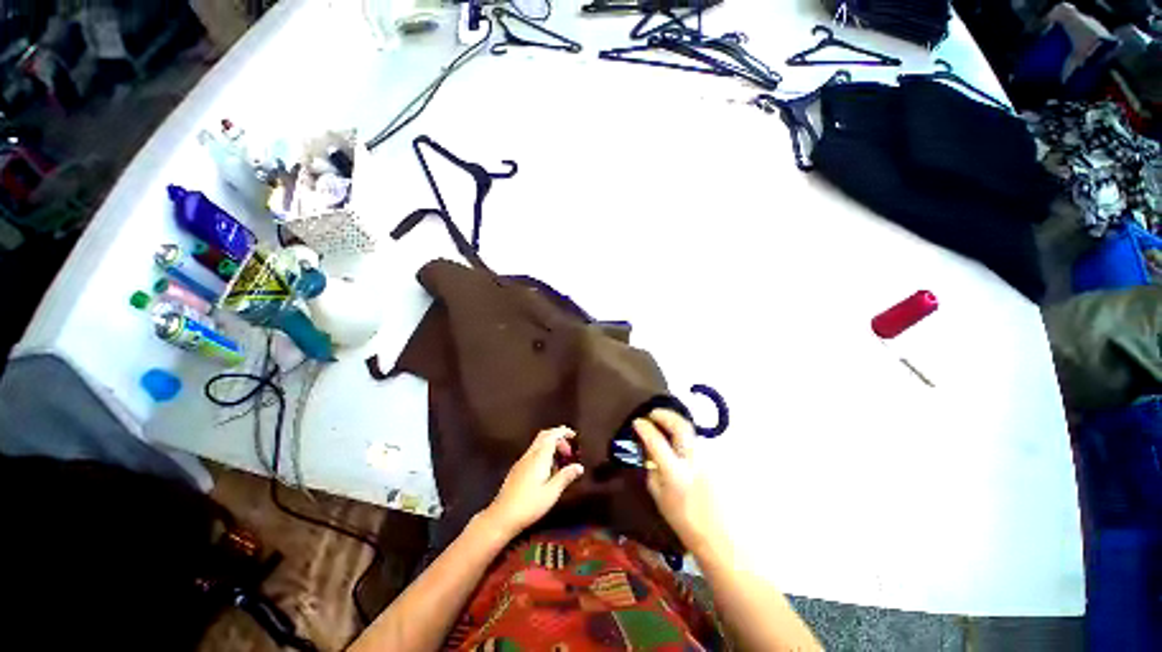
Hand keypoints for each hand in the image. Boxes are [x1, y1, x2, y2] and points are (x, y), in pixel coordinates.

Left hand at [482, 426, 584, 538]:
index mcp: (539, 457)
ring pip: (538, 445)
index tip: (574, 435)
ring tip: (561, 463)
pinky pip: (533, 453)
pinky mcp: (517, 469)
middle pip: (544, 436)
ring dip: (551, 447)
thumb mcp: (552, 492)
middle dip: (558, 438)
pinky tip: (547, 472)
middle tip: (569, 451)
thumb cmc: (529, 505)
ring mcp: (522, 461)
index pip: (552, 435)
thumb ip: (566, 477)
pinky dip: (543, 454)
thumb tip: (579, 467)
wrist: (502, 517)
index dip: (563, 432)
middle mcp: (530, 455)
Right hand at [635, 409, 725, 553]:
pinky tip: (680, 441)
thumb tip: (648, 449)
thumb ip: (652, 470)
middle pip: (681, 426)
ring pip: (691, 432)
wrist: (720, 537)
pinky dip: (686, 436)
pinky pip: (698, 441)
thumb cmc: (685, 521)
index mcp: (675, 474)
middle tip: (654, 414)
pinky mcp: (718, 461)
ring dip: (676, 424)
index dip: (645, 428)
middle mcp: (694, 462)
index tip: (637, 422)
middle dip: (665, 415)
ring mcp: (709, 459)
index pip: (656, 441)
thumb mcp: (659, 498)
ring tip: (665, 426)